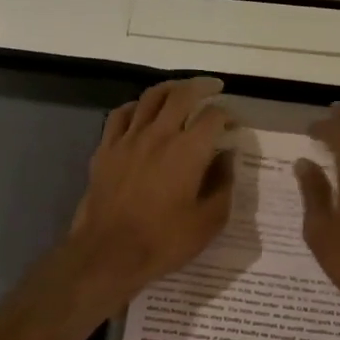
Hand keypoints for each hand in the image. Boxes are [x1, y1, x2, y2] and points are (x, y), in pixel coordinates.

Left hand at [67, 77, 235, 305]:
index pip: (213, 117)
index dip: (227, 115)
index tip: (233, 124)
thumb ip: (223, 184)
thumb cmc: (163, 241)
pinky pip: (121, 114)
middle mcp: (159, 134)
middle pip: (181, 94)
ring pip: (150, 97)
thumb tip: (227, 157)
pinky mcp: (106, 148)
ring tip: (181, 90)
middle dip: (202, 86)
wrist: (108, 253)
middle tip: (213, 87)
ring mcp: (128, 138)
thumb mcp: (209, 221)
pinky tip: (142, 112)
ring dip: (170, 88)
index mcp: (188, 150)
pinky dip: (136, 106)